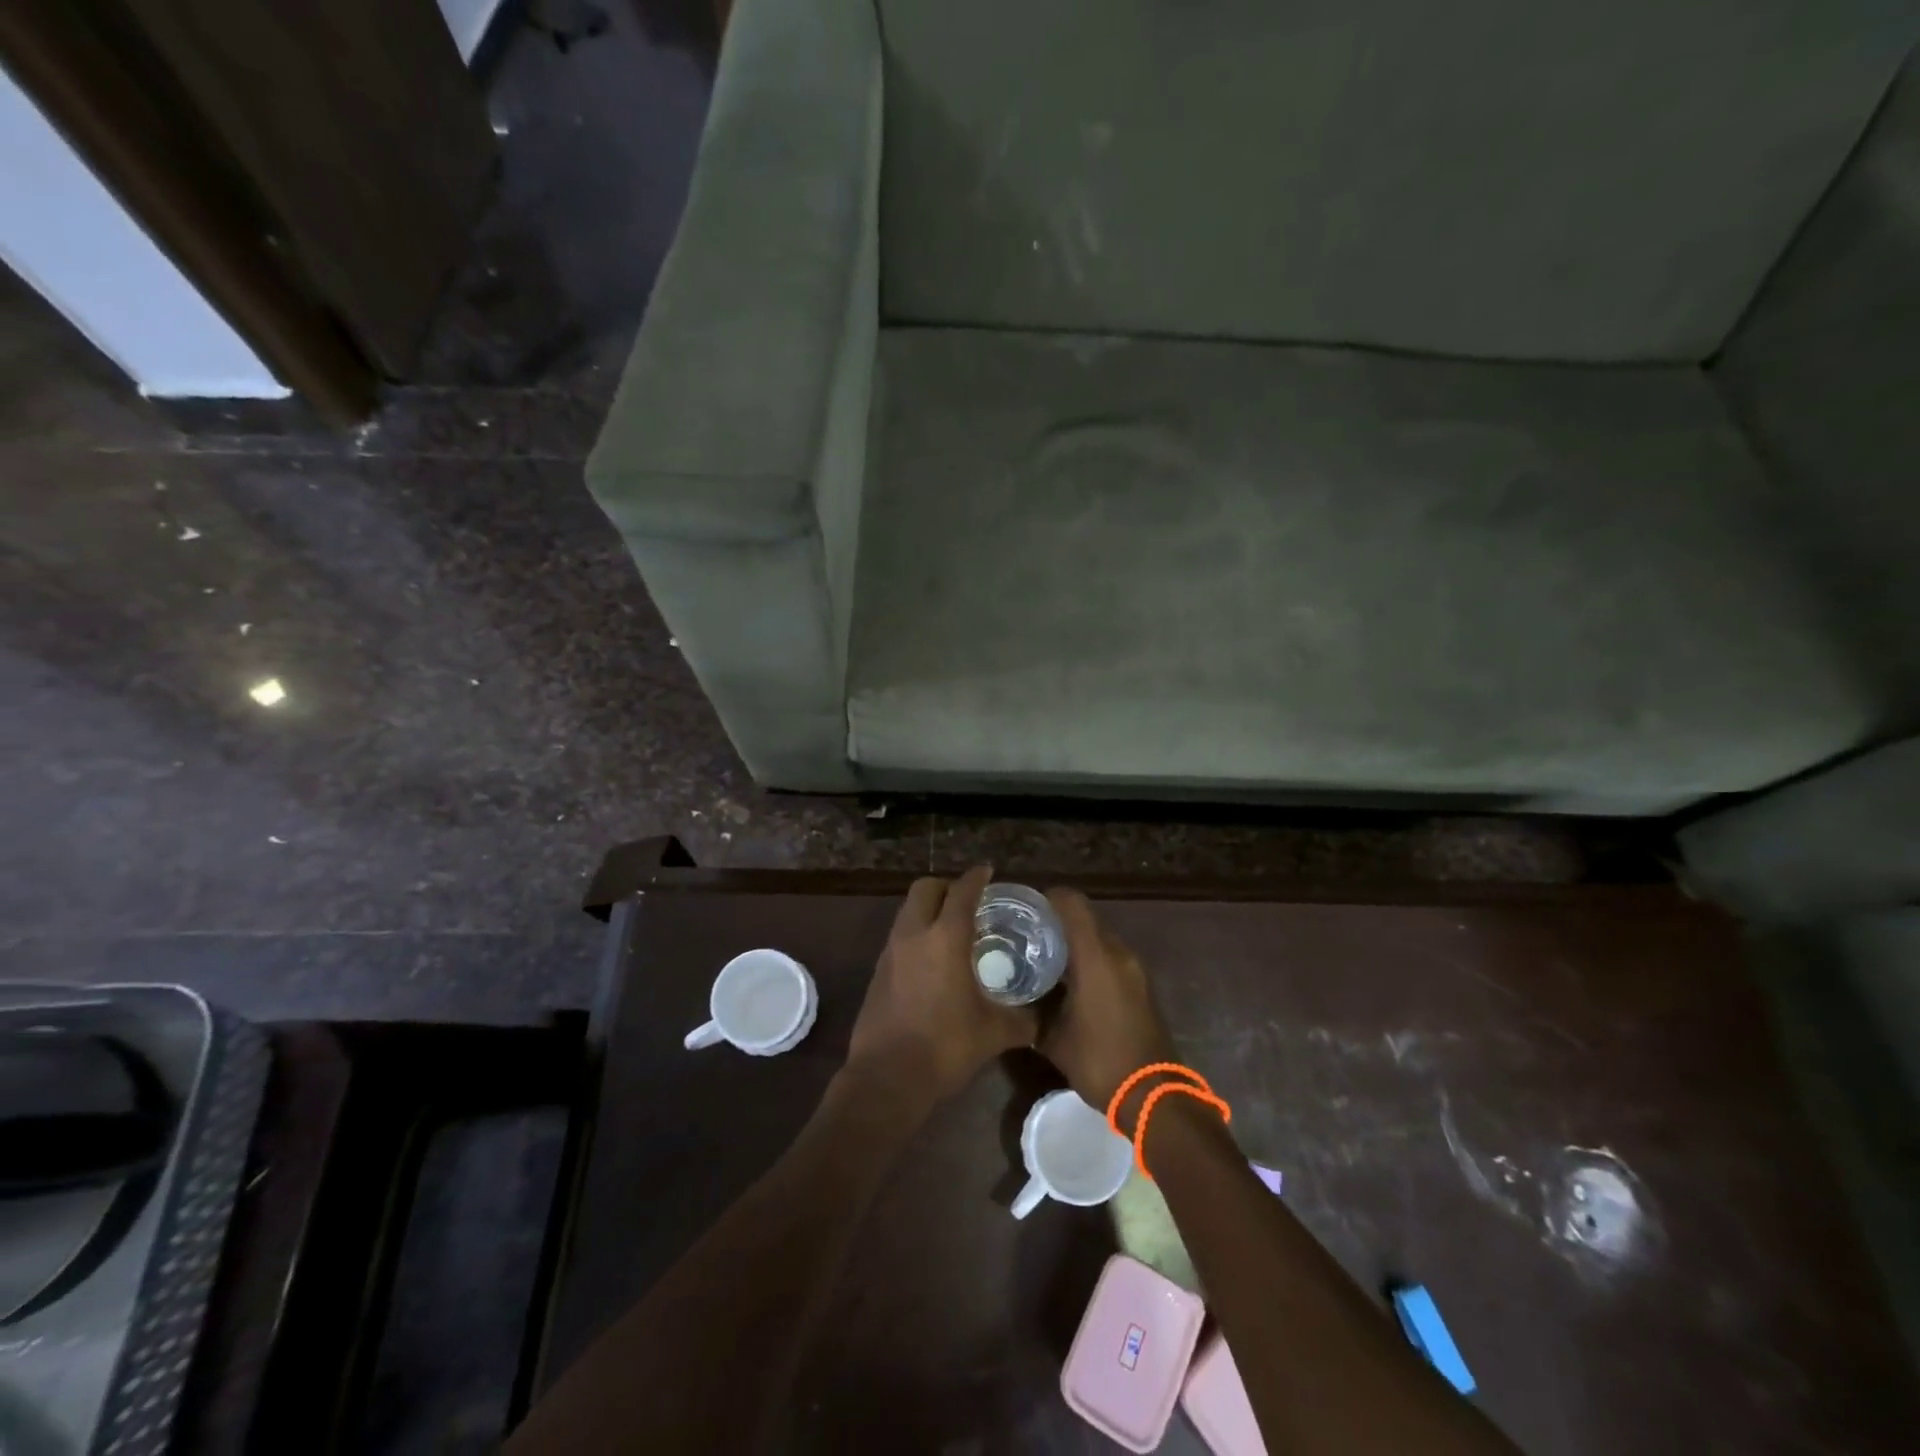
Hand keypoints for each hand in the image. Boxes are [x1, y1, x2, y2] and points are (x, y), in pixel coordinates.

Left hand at [845, 866, 1035, 1109]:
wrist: (888, 1077)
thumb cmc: (946, 1047)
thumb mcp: (995, 1033)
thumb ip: (1023, 1019)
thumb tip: (1043, 1018)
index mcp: (945, 938)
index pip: (962, 892)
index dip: (976, 877)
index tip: (988, 871)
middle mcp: (914, 934)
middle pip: (925, 889)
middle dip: (947, 886)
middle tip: (968, 899)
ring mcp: (890, 952)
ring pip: (908, 911)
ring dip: (928, 909)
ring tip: (951, 928)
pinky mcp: (878, 971)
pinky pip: (899, 936)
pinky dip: (916, 933)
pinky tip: (932, 959)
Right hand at [1039, 889, 1177, 1127]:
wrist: (1154, 1096)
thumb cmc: (1100, 1061)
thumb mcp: (1054, 1039)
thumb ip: (1032, 1012)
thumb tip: (1013, 1001)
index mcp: (1096, 957)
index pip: (1072, 904)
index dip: (1048, 898)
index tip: (1023, 908)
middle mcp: (1118, 953)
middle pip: (1086, 919)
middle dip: (1058, 922)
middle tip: (1026, 934)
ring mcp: (1134, 969)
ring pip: (1099, 938)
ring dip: (1075, 942)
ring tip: (1044, 957)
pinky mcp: (1141, 985)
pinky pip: (1111, 957)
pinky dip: (1090, 959)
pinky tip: (1069, 980)